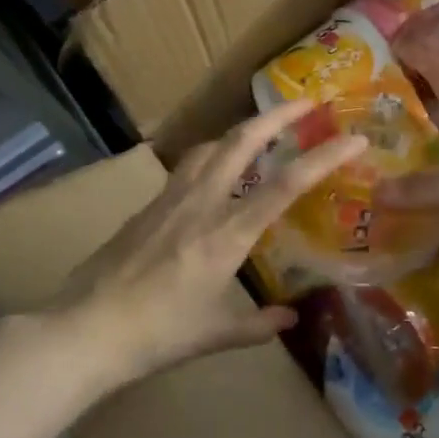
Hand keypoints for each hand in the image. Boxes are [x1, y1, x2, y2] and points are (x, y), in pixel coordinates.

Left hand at [57, 101, 366, 389]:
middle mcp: (200, 204)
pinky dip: (212, 157)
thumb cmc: (157, 335)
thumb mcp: (215, 334)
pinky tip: (215, 173)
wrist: (85, 328)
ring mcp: (169, 200)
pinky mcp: (147, 206)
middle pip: (241, 141)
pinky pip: (187, 168)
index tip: (353, 137)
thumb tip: (290, 317)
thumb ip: (259, 325)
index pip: (285, 185)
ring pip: (210, 147)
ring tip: (261, 132)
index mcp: (226, 235)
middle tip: (306, 102)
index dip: (324, 157)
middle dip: (277, 115)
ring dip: (241, 131)